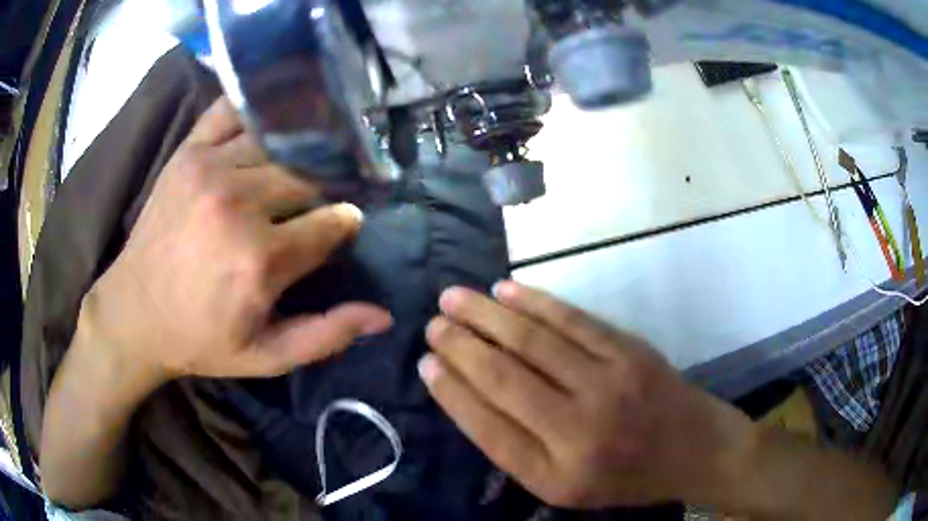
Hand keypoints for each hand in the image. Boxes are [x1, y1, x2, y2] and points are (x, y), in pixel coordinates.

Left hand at [81, 97, 392, 382]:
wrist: (134, 314)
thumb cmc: (199, 340)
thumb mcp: (265, 357)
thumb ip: (325, 336)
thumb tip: (382, 316)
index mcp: (260, 260)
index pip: (332, 222)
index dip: (345, 225)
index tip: (343, 228)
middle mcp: (238, 204)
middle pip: (308, 177)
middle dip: (324, 189)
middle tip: (320, 200)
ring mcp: (210, 168)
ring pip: (279, 144)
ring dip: (297, 154)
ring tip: (302, 163)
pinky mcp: (188, 153)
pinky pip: (231, 111)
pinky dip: (255, 110)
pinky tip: (267, 123)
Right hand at [420, 282, 754, 508]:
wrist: (693, 450)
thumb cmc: (625, 476)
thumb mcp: (565, 487)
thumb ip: (518, 450)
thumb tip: (469, 396)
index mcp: (556, 474)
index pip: (487, 427)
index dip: (452, 392)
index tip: (425, 363)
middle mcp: (578, 431)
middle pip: (505, 378)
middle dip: (461, 345)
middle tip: (433, 322)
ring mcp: (608, 384)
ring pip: (534, 341)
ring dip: (487, 314)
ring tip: (454, 297)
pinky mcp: (630, 352)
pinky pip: (573, 320)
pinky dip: (534, 302)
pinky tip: (506, 290)